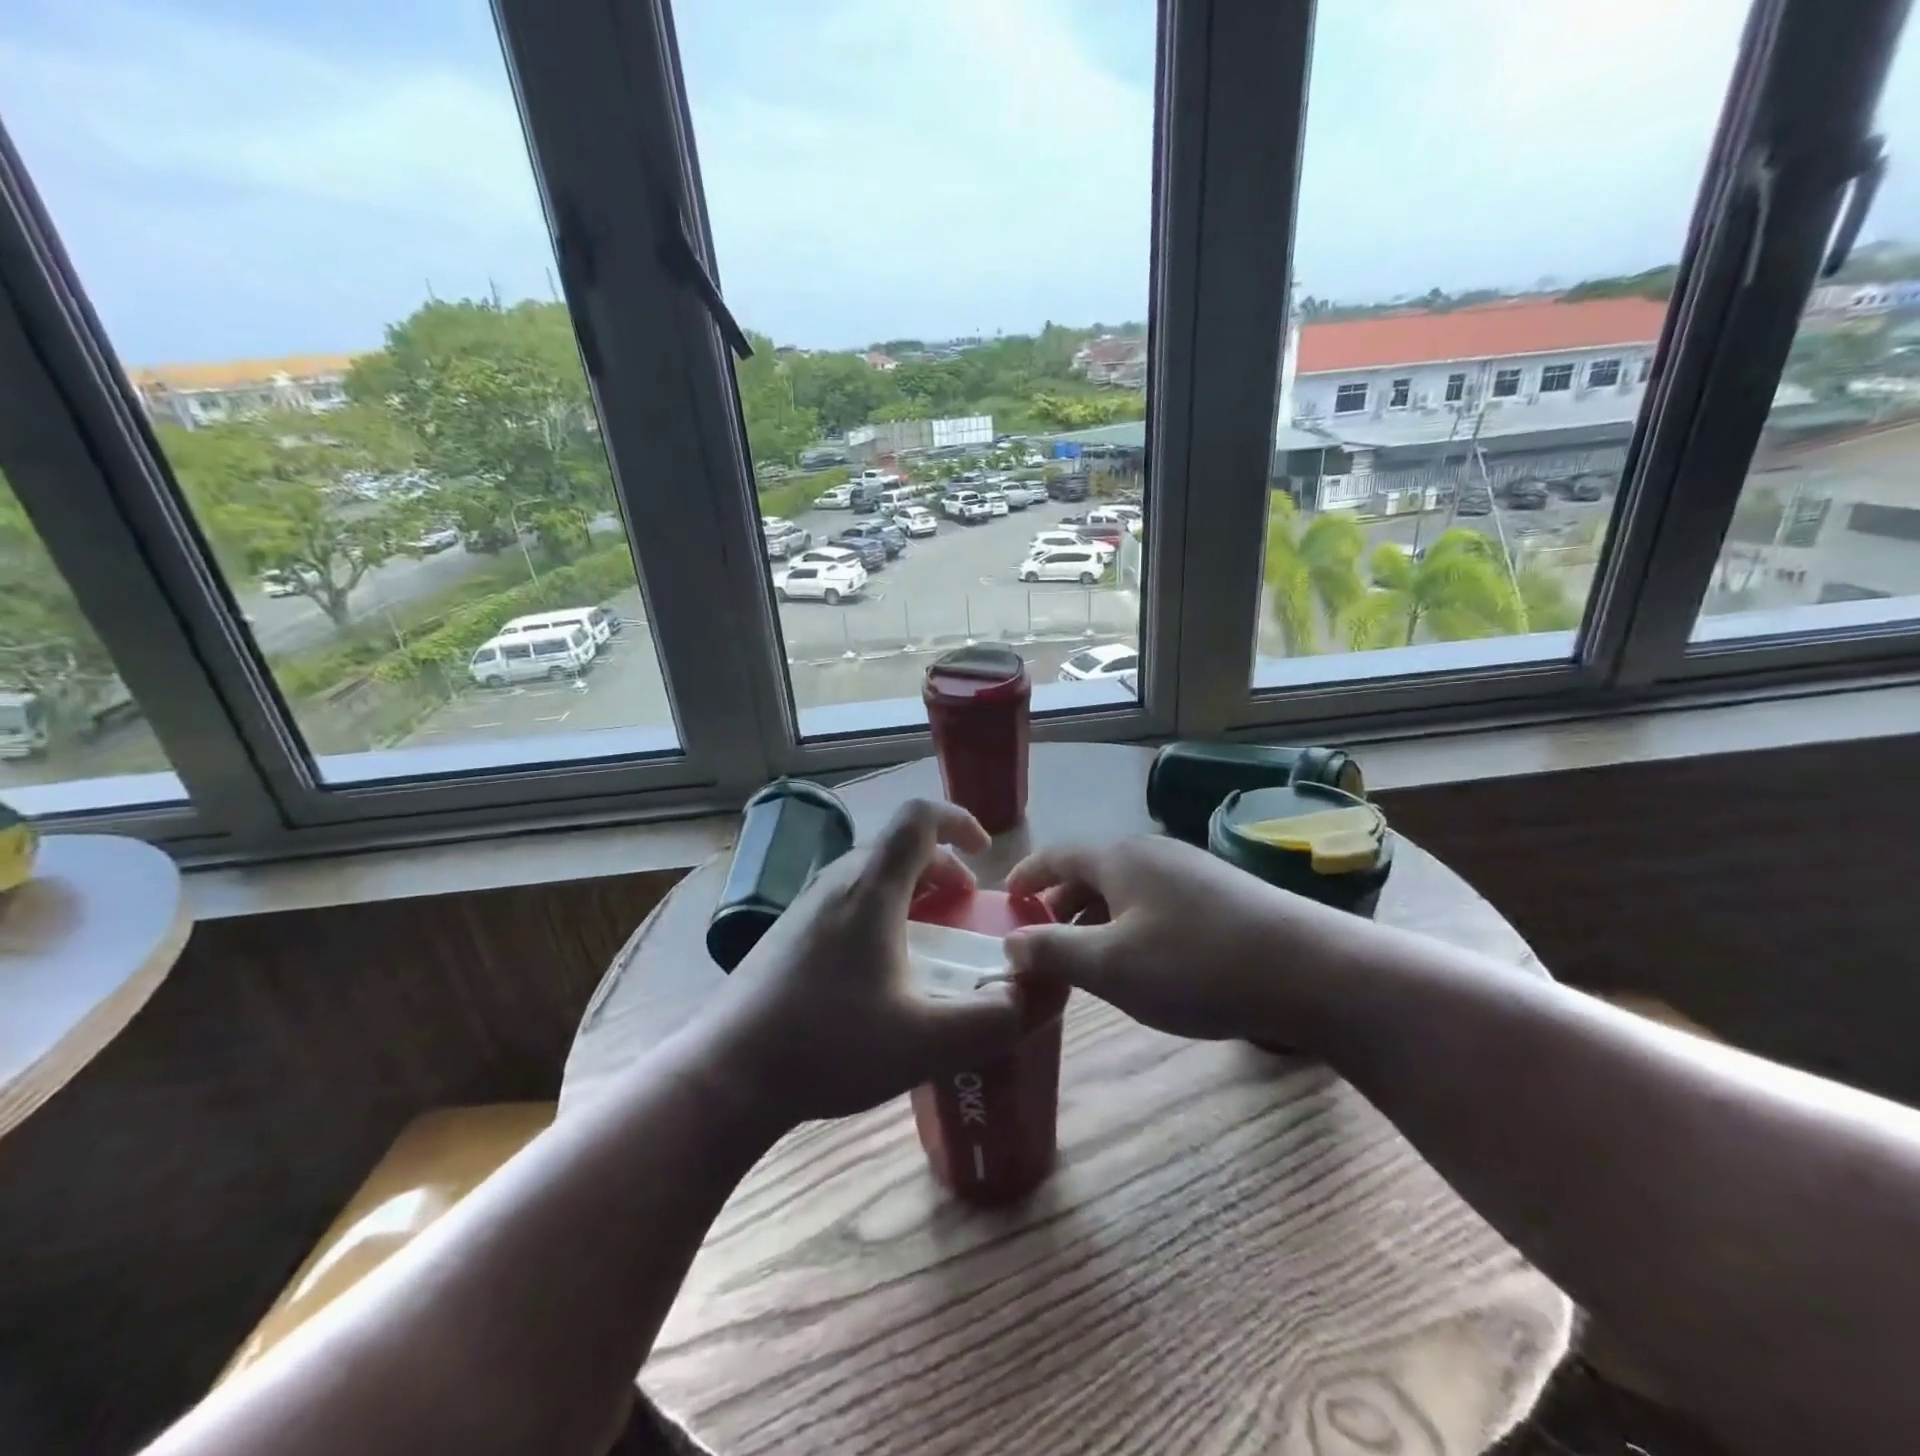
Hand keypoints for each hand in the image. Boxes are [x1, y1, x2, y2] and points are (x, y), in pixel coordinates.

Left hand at [702, 798, 1034, 1123]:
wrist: (727, 1074)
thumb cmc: (828, 1045)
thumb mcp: (926, 1042)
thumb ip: (994, 1020)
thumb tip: (1040, 995)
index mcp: (871, 889)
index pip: (919, 817)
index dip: (959, 820)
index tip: (986, 855)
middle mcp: (837, 882)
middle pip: (899, 845)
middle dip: (943, 867)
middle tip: (965, 910)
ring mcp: (806, 905)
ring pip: (872, 872)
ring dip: (913, 890)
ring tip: (930, 940)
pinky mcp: (789, 931)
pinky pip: (849, 898)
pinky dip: (883, 909)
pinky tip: (882, 970)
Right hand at [1003, 836, 1346, 1046]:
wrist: (1311, 970)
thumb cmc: (1195, 964)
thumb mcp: (1111, 965)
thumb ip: (1053, 951)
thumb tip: (1011, 942)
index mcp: (1118, 857)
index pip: (1056, 855)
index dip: (1027, 876)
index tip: (1004, 901)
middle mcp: (1151, 852)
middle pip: (1090, 871)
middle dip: (1059, 905)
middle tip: (1040, 943)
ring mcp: (1190, 870)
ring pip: (1124, 889)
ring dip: (1096, 919)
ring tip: (1085, 960)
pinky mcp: (1220, 894)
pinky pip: (1155, 902)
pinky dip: (1130, 925)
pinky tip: (1142, 962)